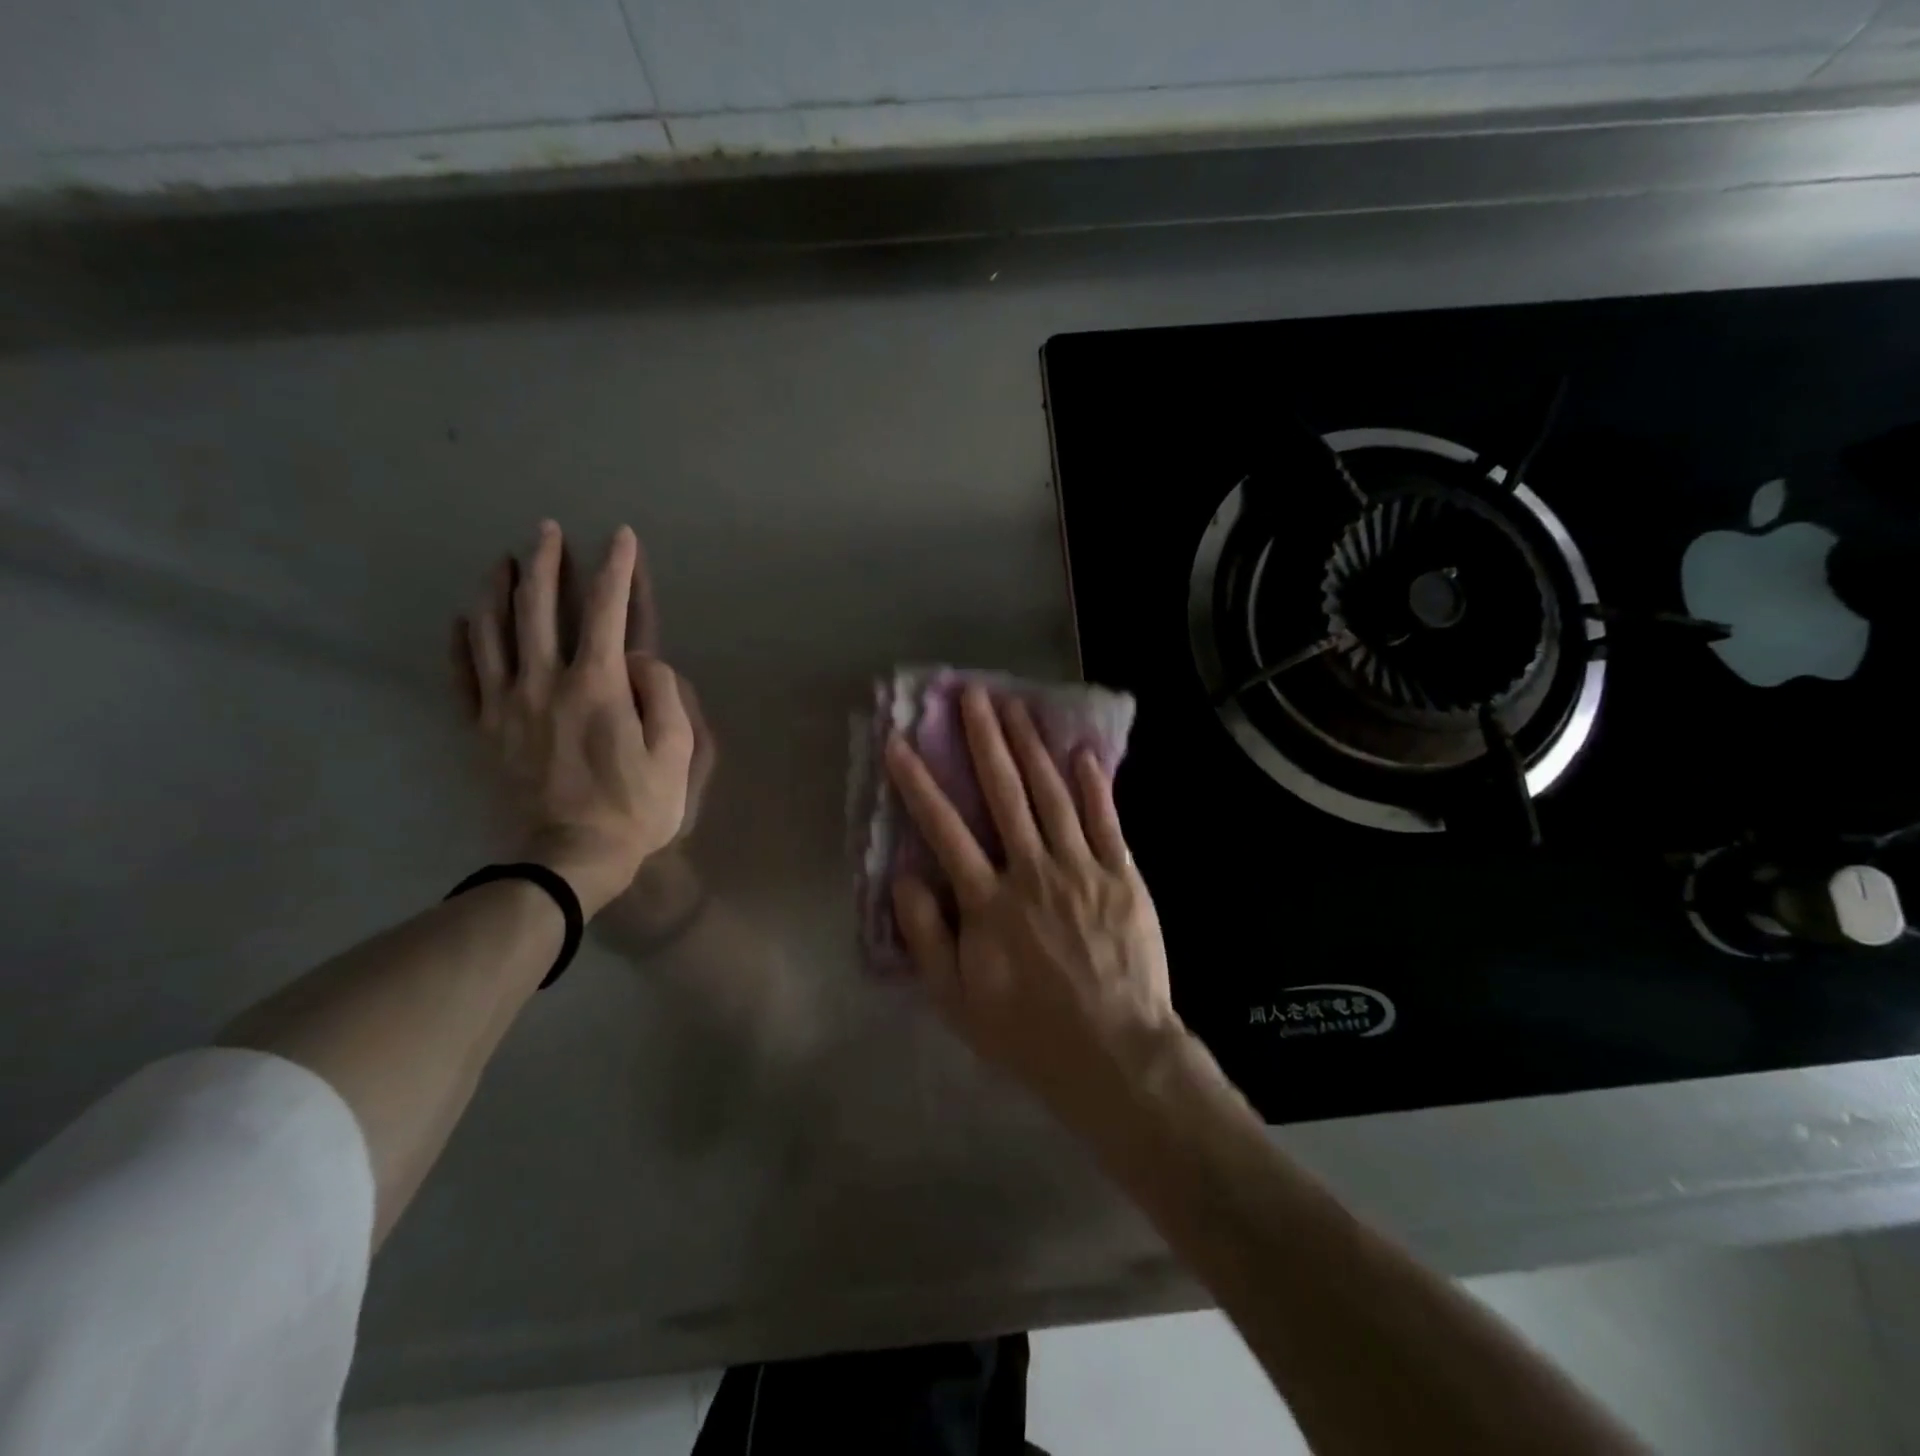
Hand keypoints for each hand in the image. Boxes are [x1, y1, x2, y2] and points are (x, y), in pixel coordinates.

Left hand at [452, 521, 694, 914]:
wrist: (568, 859)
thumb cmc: (633, 808)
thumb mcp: (675, 755)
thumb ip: (664, 697)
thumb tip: (644, 661)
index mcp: (598, 684)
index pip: (609, 610)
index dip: (617, 568)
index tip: (621, 537)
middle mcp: (546, 680)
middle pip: (540, 607)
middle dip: (547, 562)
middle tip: (547, 530)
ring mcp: (506, 704)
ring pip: (493, 630)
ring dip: (498, 589)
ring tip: (503, 561)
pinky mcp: (483, 729)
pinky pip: (463, 674)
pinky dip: (461, 641)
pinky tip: (461, 619)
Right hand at [884, 684, 1180, 1129]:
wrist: (1114, 1054)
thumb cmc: (1026, 1031)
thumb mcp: (954, 998)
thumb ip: (925, 934)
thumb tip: (904, 875)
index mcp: (988, 901)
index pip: (945, 830)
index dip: (919, 784)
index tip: (900, 743)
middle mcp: (1032, 871)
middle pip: (1004, 793)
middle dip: (984, 740)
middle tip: (971, 695)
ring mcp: (1081, 868)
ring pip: (1051, 795)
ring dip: (1031, 747)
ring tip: (1016, 706)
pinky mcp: (1122, 876)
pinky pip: (1104, 821)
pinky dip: (1092, 784)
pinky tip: (1080, 752)